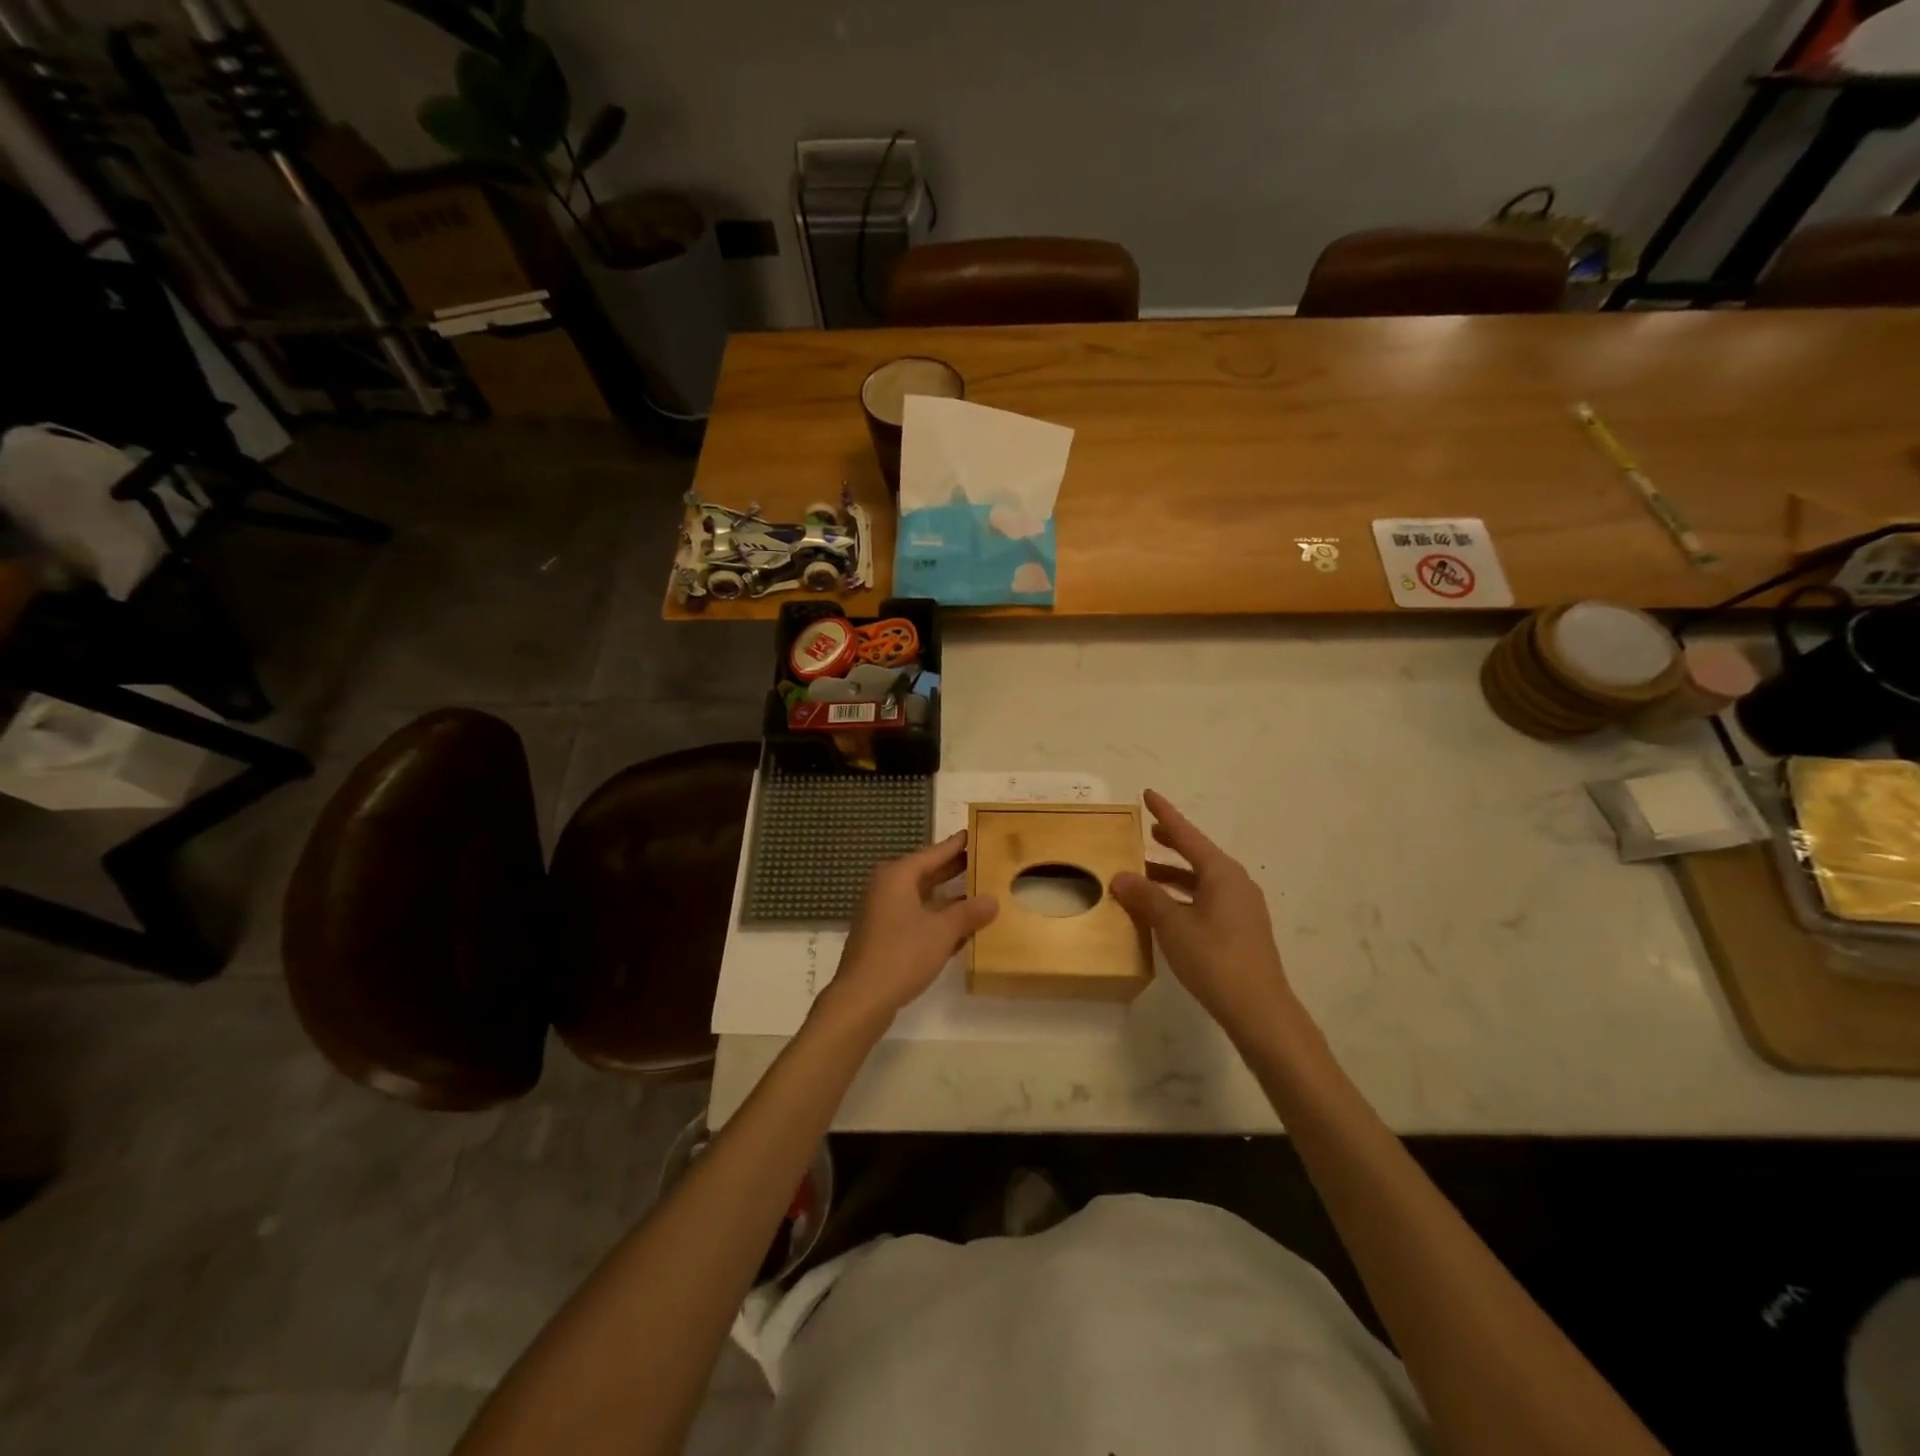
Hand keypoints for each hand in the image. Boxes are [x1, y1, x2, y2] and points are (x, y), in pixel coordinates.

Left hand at [818, 832, 997, 1030]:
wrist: (862, 998)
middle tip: (984, 862)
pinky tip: (960, 930)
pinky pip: (915, 918)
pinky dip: (935, 919)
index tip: (975, 834)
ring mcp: (882, 912)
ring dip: (948, 899)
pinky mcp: (882, 935)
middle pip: (926, 873)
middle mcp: (886, 887)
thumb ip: (969, 912)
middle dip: (954, 870)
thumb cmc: (902, 954)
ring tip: (979, 895)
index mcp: (897, 876)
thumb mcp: (943, 931)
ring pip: (921, 898)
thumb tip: (992, 900)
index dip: (957, 845)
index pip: (933, 853)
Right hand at [1110, 790, 1298, 1035]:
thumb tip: (1120, 876)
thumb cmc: (1215, 959)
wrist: (1259, 1009)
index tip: (1148, 794)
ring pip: (1201, 880)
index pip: (1187, 834)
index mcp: (1221, 873)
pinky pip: (1206, 899)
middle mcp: (1235, 883)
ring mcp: (1241, 907)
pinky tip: (1164, 910)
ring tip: (1144, 875)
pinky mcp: (1241, 929)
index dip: (1165, 814)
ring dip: (1173, 875)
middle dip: (1171, 843)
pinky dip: (1183, 896)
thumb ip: (1145, 897)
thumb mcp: (1173, 925)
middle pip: (1197, 855)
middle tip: (1147, 832)